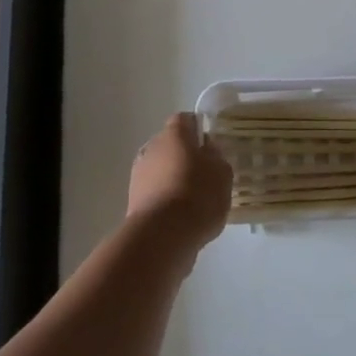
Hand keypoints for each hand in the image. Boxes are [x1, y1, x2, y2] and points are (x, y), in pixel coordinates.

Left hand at [127, 113, 233, 253]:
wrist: (162, 235)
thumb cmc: (197, 195)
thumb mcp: (222, 174)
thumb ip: (217, 158)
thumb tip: (208, 151)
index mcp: (174, 134)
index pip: (185, 120)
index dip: (198, 130)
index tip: (210, 147)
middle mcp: (152, 147)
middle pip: (170, 144)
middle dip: (184, 156)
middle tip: (203, 175)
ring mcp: (139, 173)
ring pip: (160, 169)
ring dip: (173, 178)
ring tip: (193, 200)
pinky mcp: (133, 199)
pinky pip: (154, 191)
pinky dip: (165, 198)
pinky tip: (180, 216)